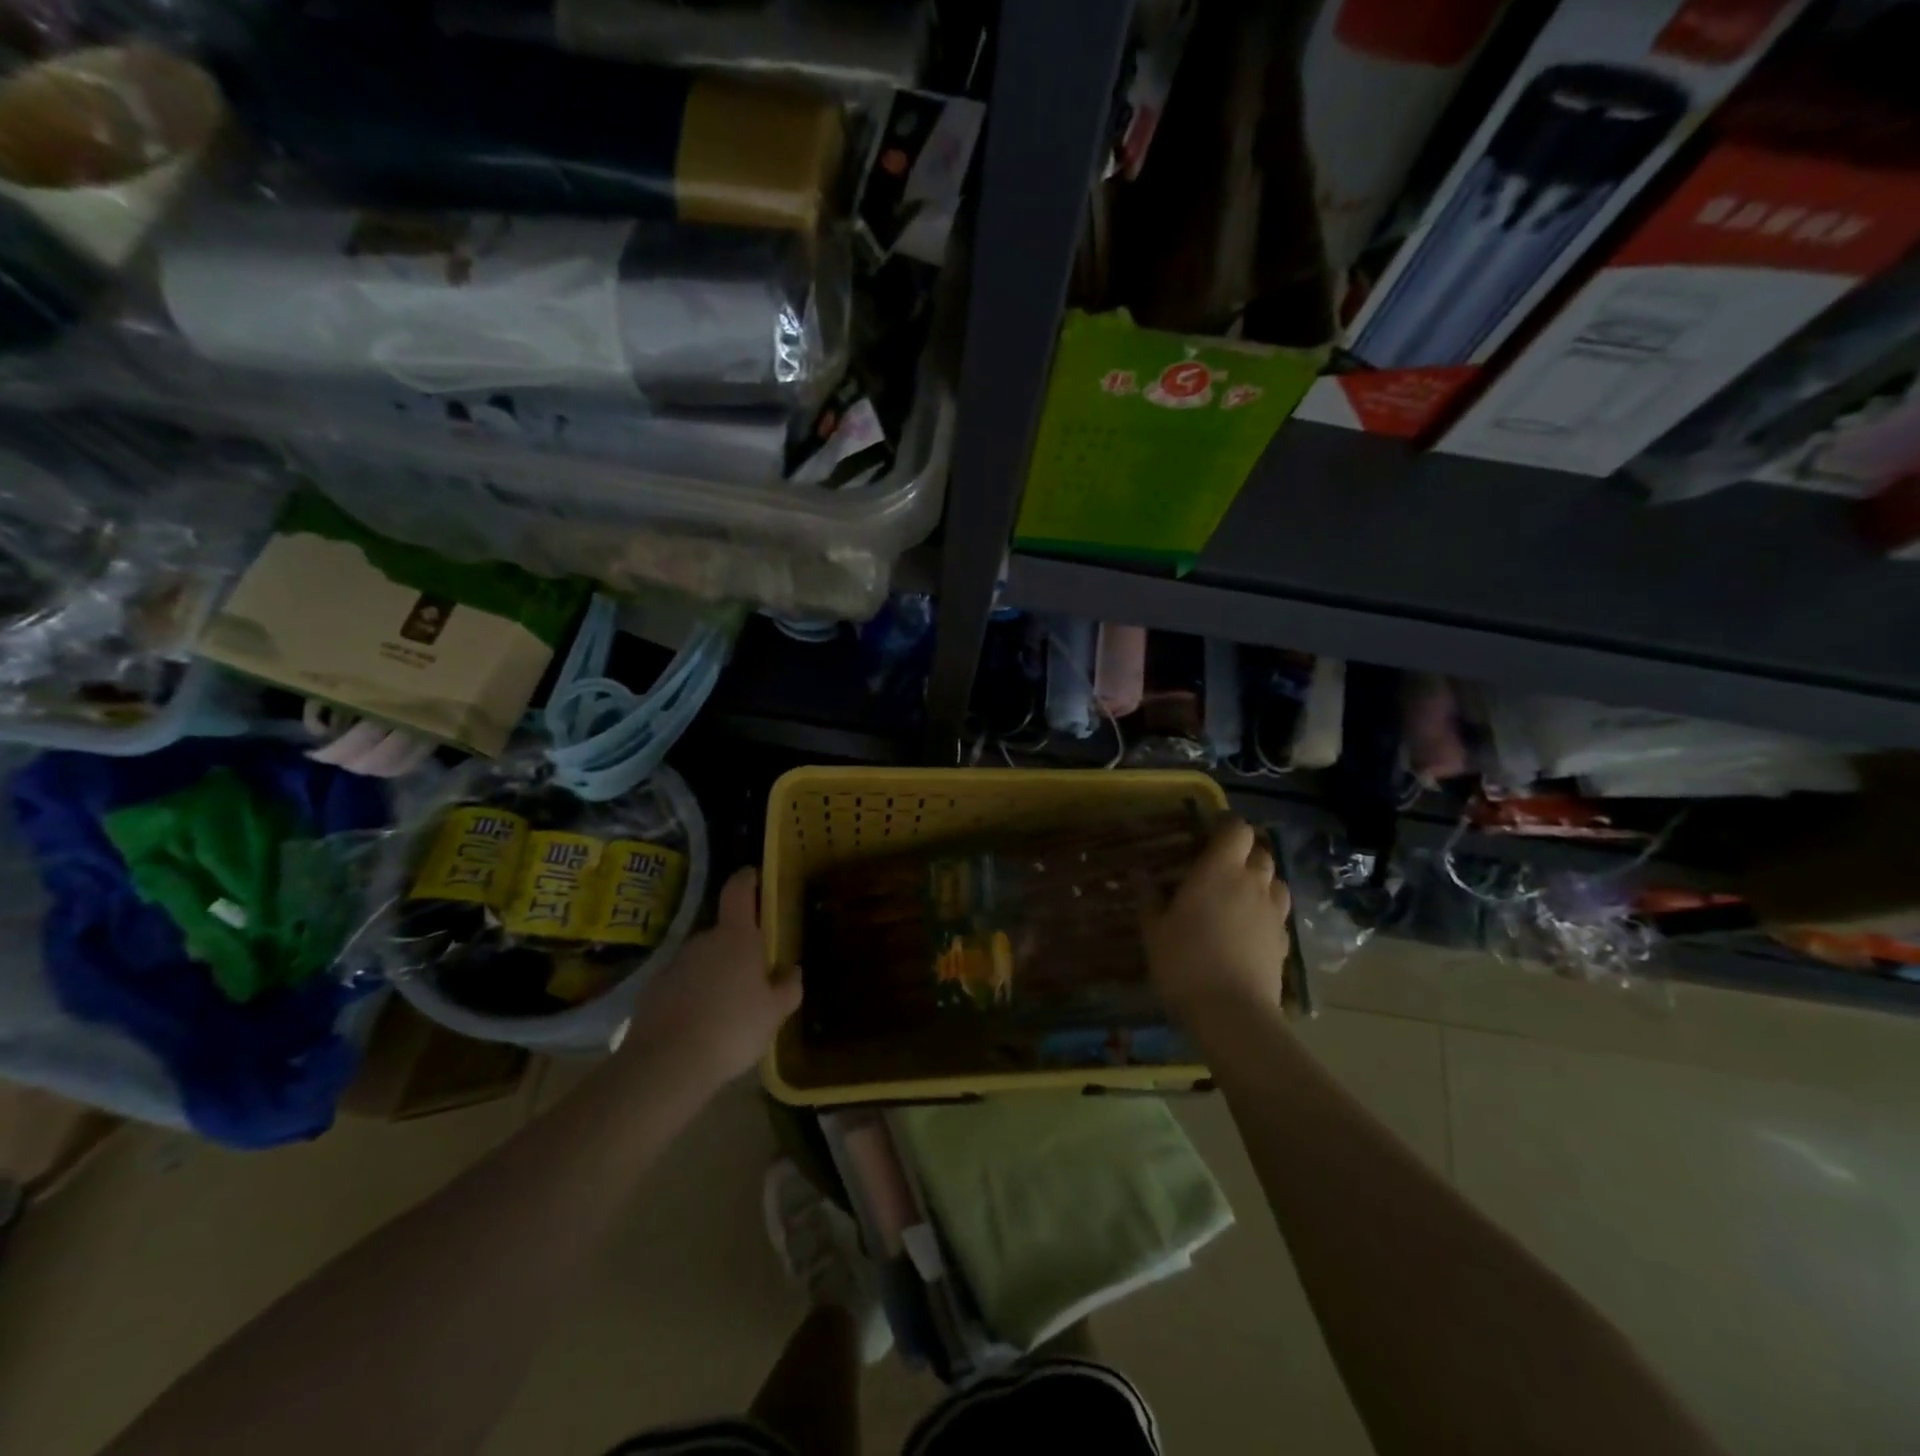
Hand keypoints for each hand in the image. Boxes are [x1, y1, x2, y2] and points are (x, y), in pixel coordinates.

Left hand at [625, 867, 801, 1090]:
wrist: (666, 1065)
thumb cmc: (732, 1028)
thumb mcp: (775, 1013)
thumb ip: (788, 987)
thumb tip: (793, 969)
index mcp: (736, 937)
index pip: (739, 891)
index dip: (747, 879)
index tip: (753, 875)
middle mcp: (702, 941)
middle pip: (723, 933)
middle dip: (737, 949)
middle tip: (753, 976)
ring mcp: (673, 965)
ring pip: (701, 961)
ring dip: (714, 974)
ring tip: (727, 1009)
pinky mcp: (652, 991)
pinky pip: (680, 985)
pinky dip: (692, 996)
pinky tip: (700, 1025)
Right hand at [1144, 818, 1290, 1024]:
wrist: (1233, 1012)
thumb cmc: (1185, 961)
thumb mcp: (1154, 929)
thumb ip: (1149, 897)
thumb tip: (1140, 873)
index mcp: (1220, 870)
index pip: (1238, 829)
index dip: (1227, 825)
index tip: (1210, 832)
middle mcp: (1252, 883)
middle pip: (1261, 852)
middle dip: (1245, 853)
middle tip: (1221, 866)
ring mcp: (1273, 912)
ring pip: (1276, 881)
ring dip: (1261, 880)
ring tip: (1240, 894)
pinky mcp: (1284, 940)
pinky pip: (1279, 913)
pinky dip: (1267, 911)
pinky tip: (1250, 928)